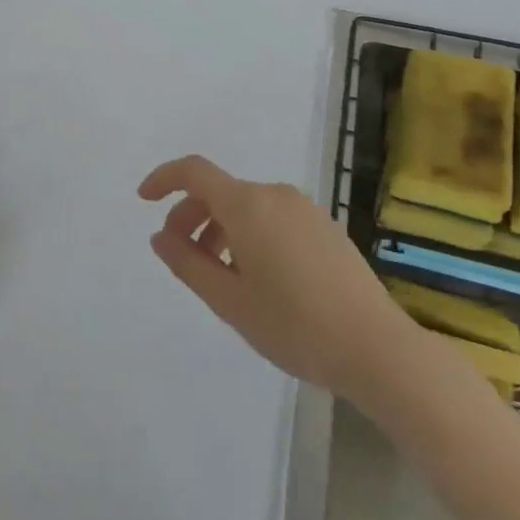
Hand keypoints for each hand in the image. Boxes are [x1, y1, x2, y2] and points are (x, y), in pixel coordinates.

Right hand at [140, 154, 413, 404]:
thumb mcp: (229, 301)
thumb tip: (160, 236)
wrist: (376, 347)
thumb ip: (187, 263)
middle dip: (190, 216)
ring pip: (246, 206)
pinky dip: (249, 234)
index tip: (143, 201)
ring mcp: (305, 209)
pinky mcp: (325, 226)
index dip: (163, 179)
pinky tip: (258, 277)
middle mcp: (276, 195)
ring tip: (220, 276)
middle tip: (181, 258)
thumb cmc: (294, 326)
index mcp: (248, 205)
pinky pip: (272, 217)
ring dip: (220, 229)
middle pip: (220, 191)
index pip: (194, 172)